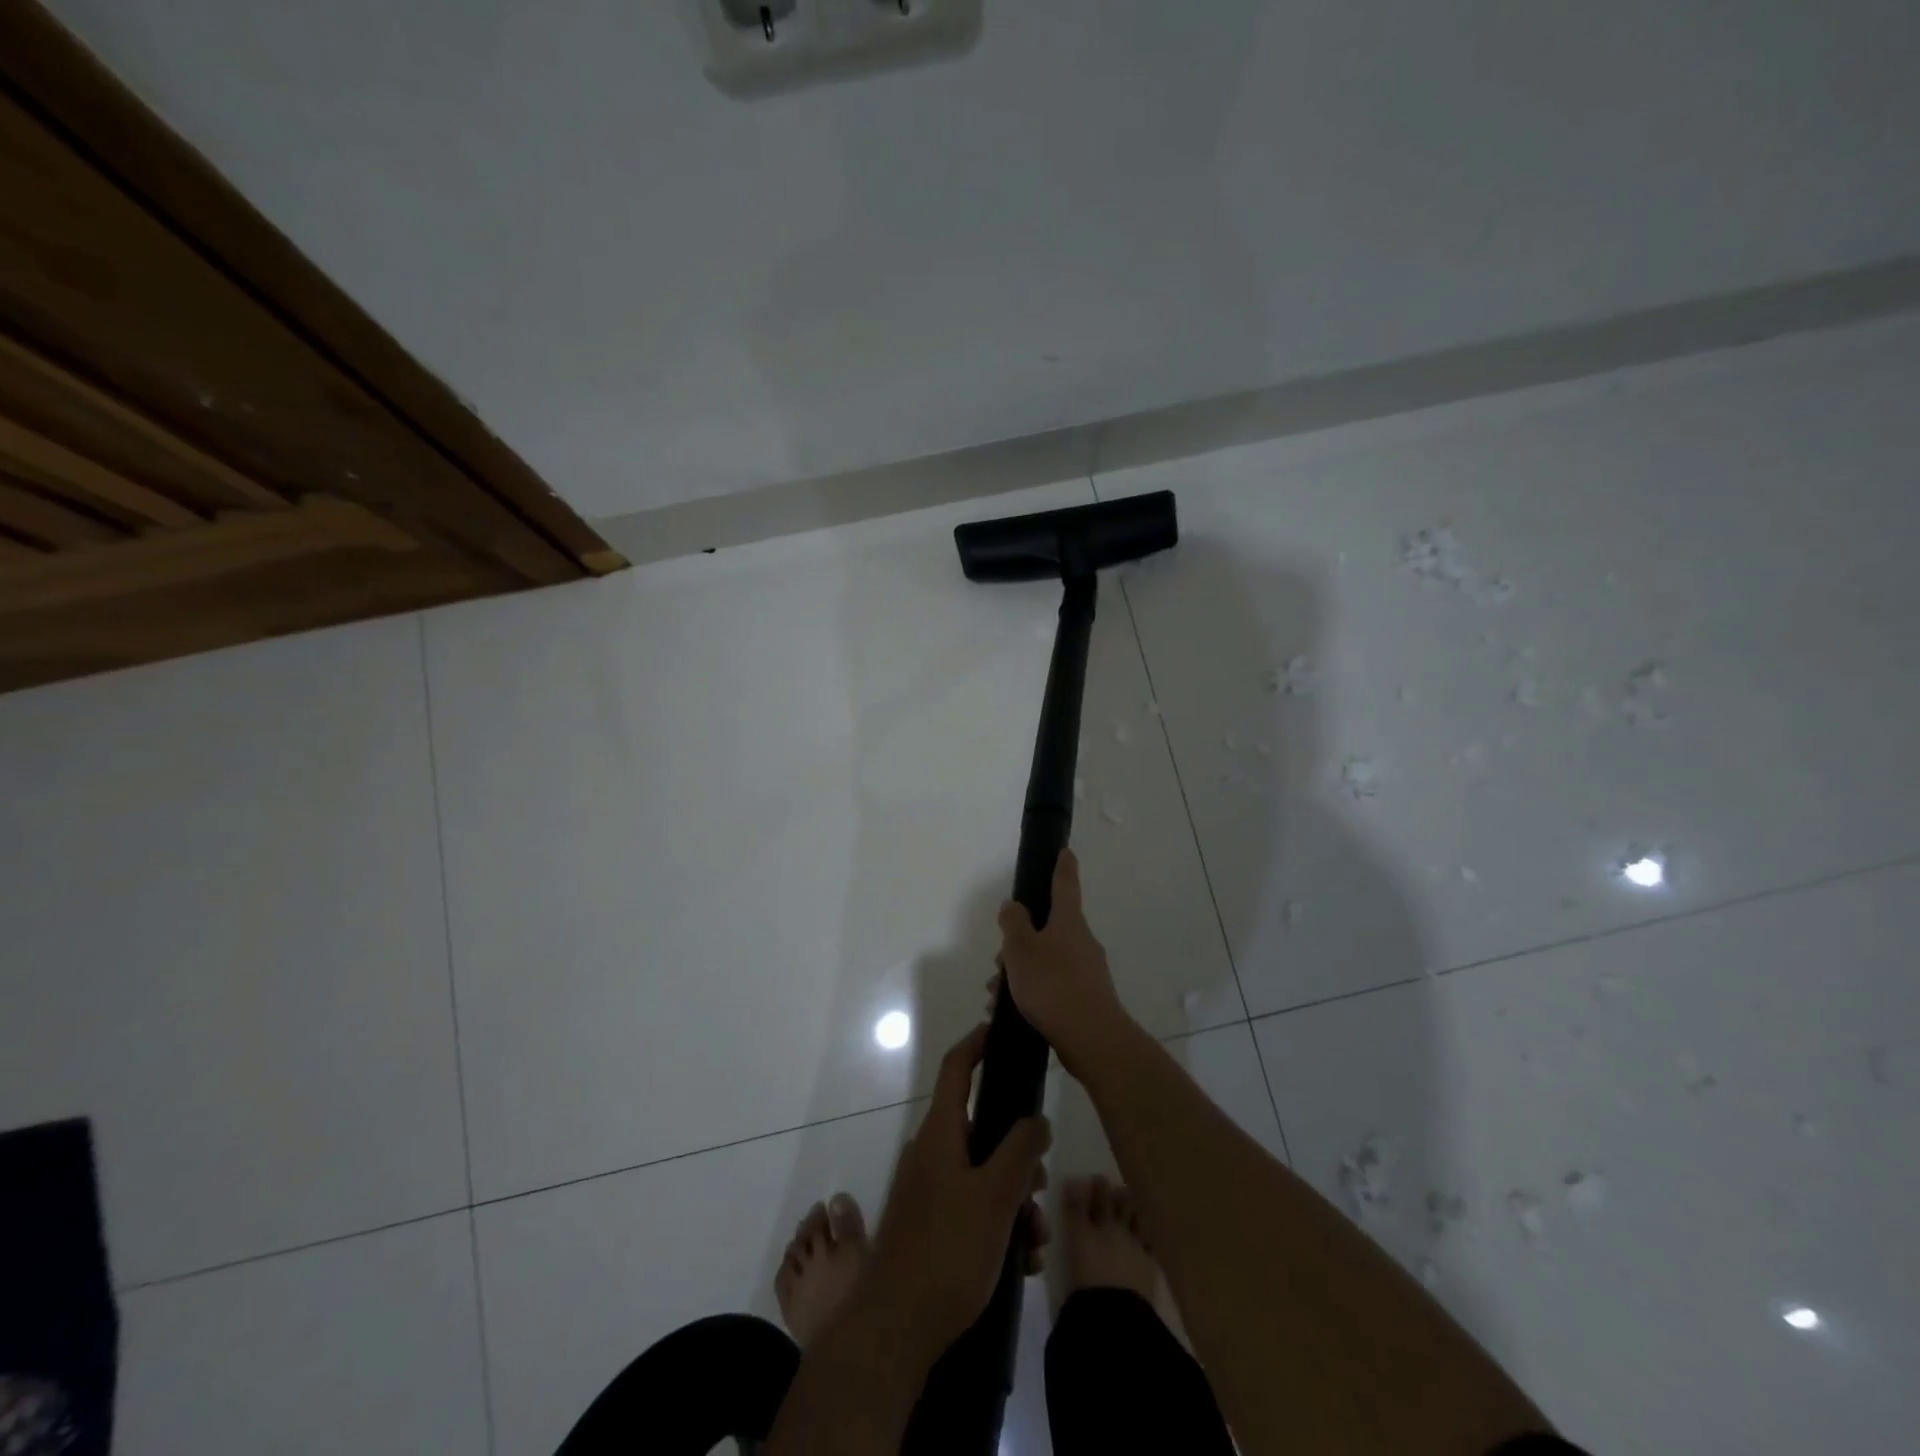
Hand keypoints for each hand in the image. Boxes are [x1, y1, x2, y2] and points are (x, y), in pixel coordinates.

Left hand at [863, 1024, 1050, 1362]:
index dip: (977, 1043)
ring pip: (983, 1176)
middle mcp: (932, 1153)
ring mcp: (929, 1190)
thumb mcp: (996, 1196)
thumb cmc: (947, 1249)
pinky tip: (1021, 1262)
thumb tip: (1037, 1119)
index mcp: (941, 1133)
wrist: (895, 1327)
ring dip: (1015, 1200)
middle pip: (982, 1131)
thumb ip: (1022, 1150)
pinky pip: (972, 1208)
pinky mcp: (930, 1225)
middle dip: (1019, 1155)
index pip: (957, 1069)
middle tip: (1042, 1185)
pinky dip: (999, 1225)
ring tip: (1035, 1241)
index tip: (1001, 1032)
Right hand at [997, 849, 1130, 1077]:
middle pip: (1048, 929)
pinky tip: (1010, 1012)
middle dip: (1021, 941)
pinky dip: (1031, 993)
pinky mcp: (1085, 1000)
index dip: (1062, 867)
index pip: (1065, 885)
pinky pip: (1052, 987)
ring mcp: (1087, 972)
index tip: (1065, 851)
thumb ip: (1013, 924)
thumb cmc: (1053, 985)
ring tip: (997, 994)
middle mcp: (1082, 942)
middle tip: (999, 961)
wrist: (1092, 1040)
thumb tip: (1013, 905)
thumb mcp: (1021, 950)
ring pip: (1046, 961)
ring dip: (1021, 972)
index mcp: (1069, 922)